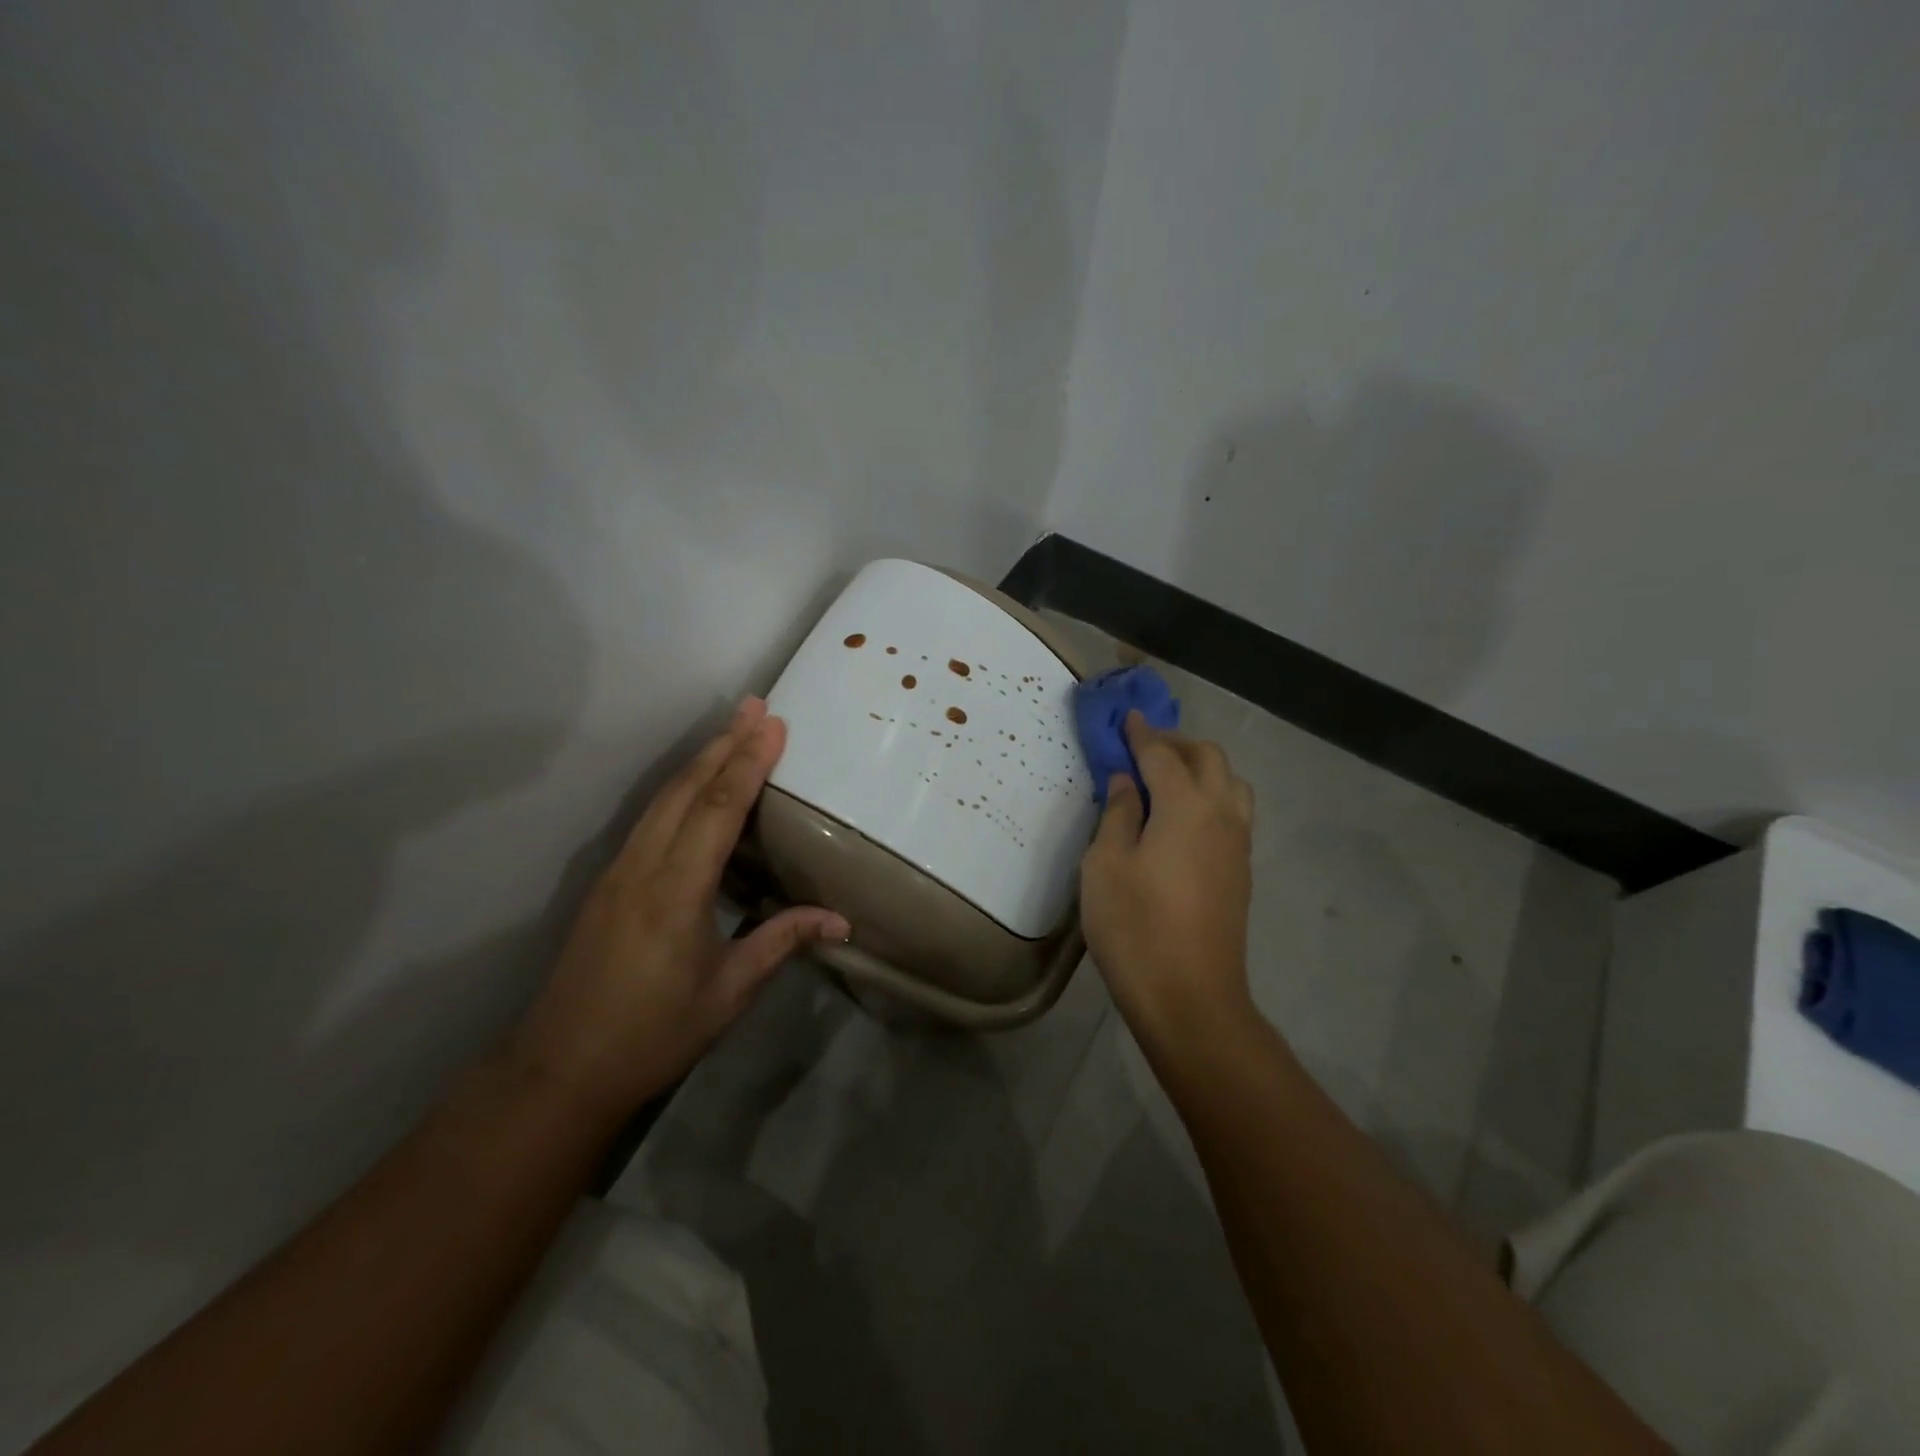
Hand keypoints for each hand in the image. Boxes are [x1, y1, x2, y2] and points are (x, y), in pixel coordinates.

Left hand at [512, 698, 848, 1121]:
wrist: (561, 1069)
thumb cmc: (653, 1033)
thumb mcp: (729, 992)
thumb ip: (782, 941)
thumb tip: (842, 920)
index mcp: (676, 891)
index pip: (718, 810)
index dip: (748, 763)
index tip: (773, 725)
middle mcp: (643, 866)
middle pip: (687, 789)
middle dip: (723, 743)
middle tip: (755, 705)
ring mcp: (619, 871)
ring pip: (664, 798)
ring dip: (700, 759)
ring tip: (732, 729)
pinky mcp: (608, 881)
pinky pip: (650, 818)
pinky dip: (680, 788)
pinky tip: (696, 783)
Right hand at [1080, 712, 1256, 1045]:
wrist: (1190, 997)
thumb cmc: (1135, 927)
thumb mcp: (1105, 865)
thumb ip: (1118, 814)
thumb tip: (1127, 781)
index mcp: (1186, 806)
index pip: (1162, 755)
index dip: (1141, 734)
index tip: (1128, 717)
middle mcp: (1221, 815)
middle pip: (1208, 759)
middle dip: (1176, 743)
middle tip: (1142, 747)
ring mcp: (1238, 844)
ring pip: (1230, 784)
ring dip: (1201, 768)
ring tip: (1167, 779)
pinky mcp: (1241, 871)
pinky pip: (1233, 811)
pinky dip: (1212, 795)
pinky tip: (1185, 816)